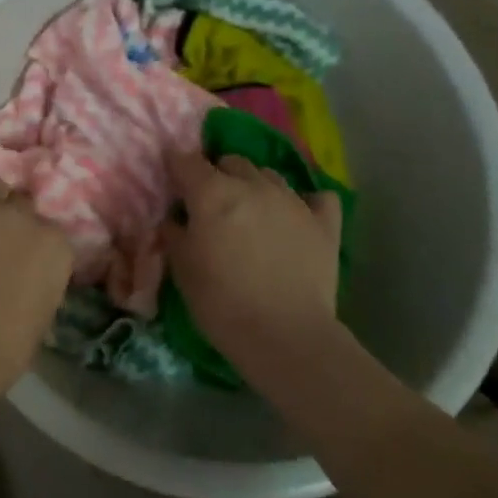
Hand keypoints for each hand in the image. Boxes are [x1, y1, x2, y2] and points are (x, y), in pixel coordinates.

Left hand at [0, 159, 73, 404]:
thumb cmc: (2, 347)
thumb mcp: (41, 316)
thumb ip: (41, 282)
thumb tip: (31, 274)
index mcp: (55, 246)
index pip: (52, 235)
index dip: (38, 248)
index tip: (29, 262)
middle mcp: (22, 217)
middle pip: (23, 206)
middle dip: (16, 221)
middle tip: (2, 242)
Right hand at [161, 149, 343, 377]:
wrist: (286, 337)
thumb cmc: (222, 302)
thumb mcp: (181, 268)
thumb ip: (174, 232)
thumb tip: (174, 217)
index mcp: (212, 192)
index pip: (187, 160)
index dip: (176, 167)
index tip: (172, 181)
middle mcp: (253, 185)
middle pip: (231, 161)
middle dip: (217, 174)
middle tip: (211, 204)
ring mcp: (293, 201)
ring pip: (269, 175)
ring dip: (255, 186)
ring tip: (251, 213)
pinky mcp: (324, 224)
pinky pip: (318, 198)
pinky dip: (306, 202)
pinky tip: (298, 218)